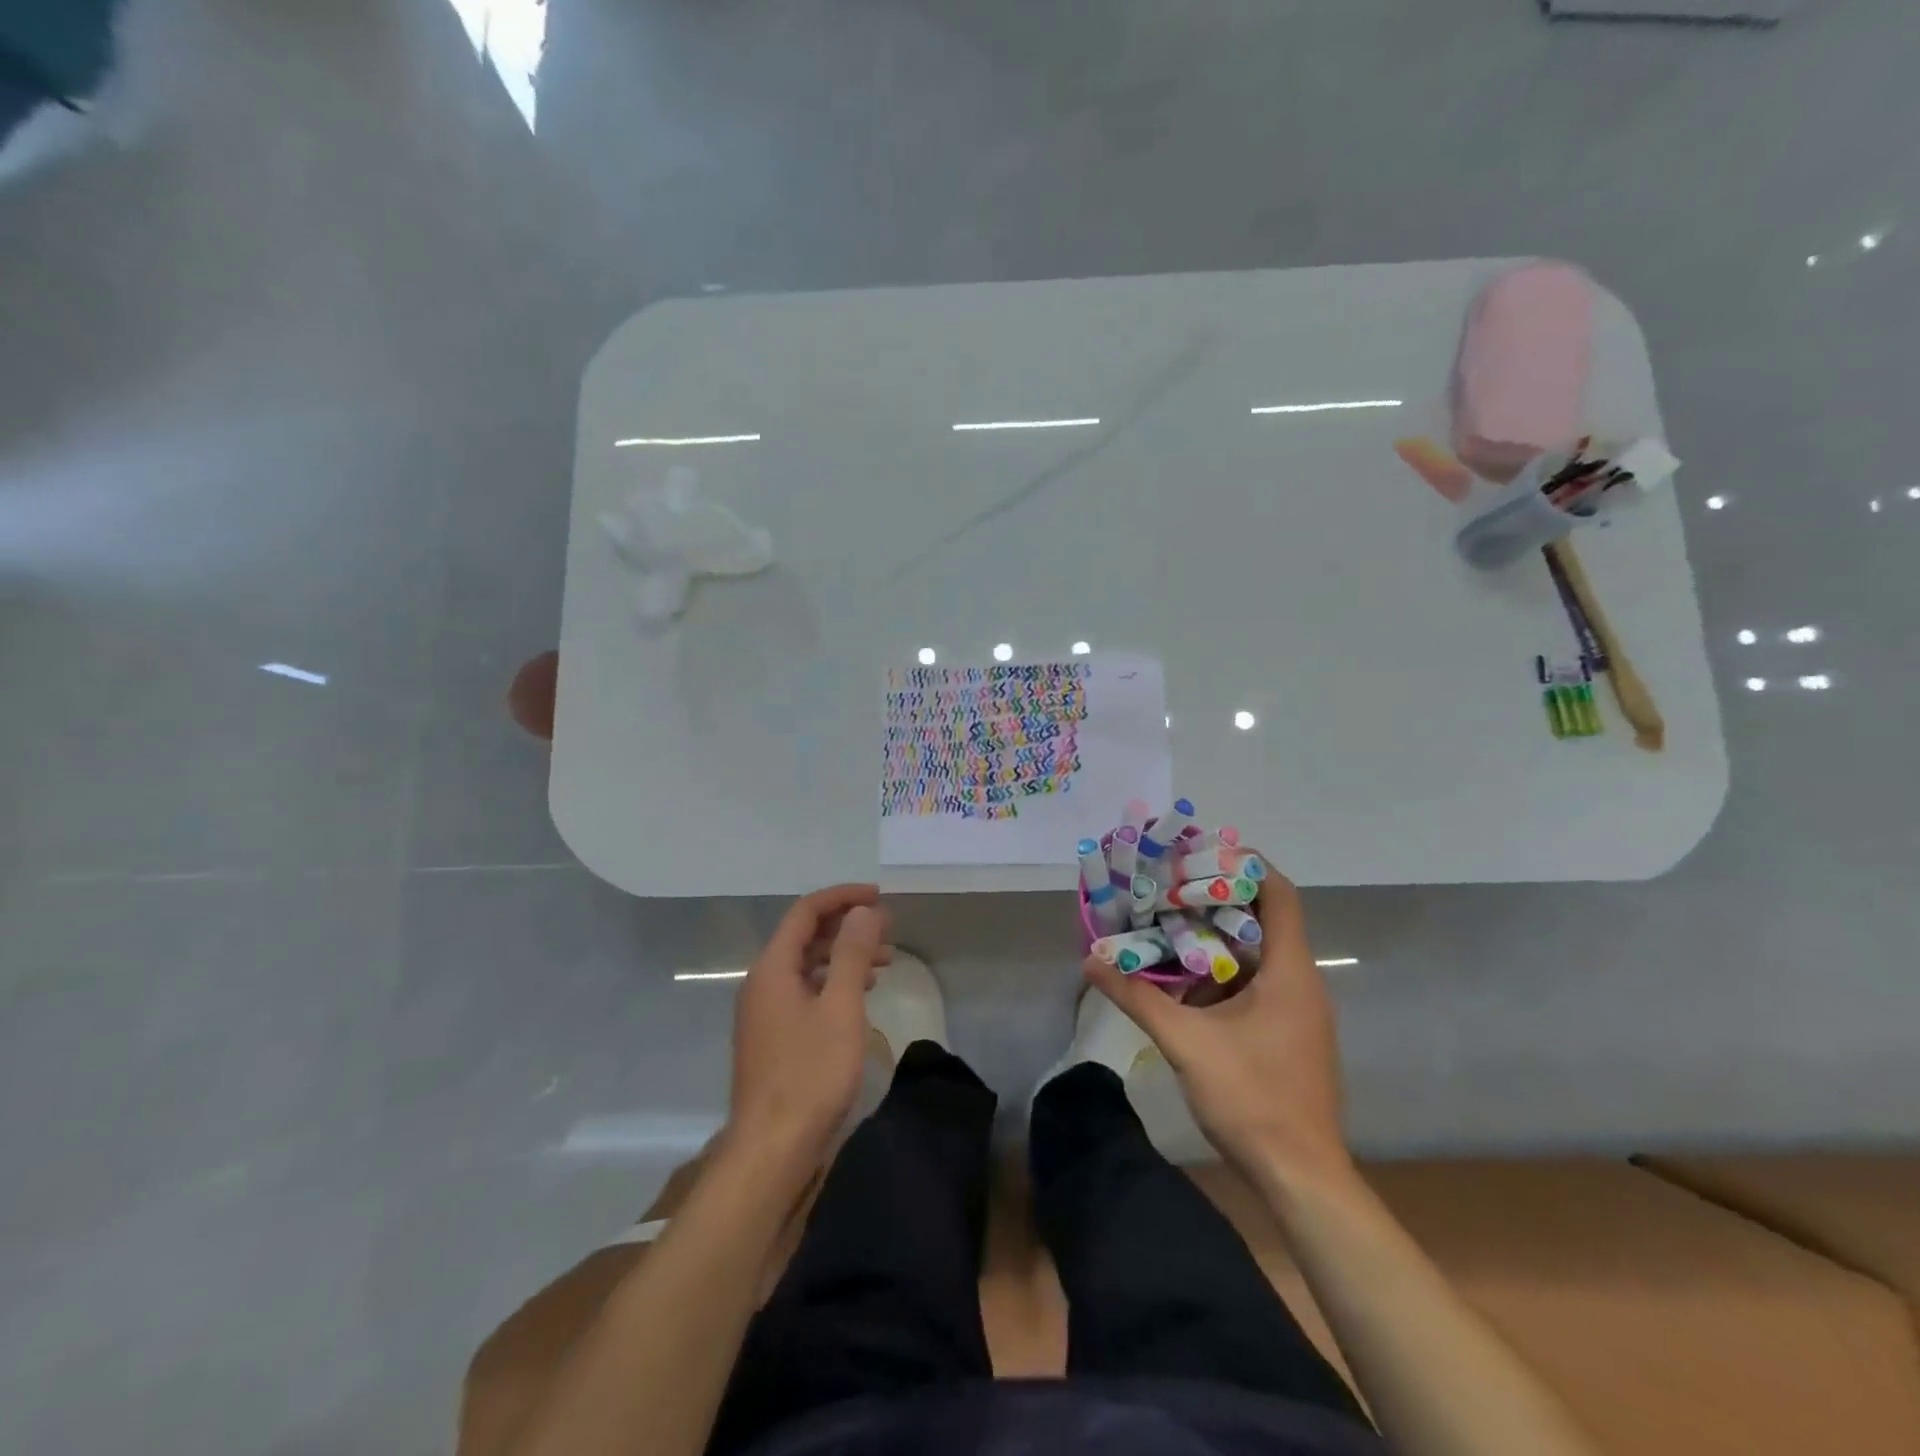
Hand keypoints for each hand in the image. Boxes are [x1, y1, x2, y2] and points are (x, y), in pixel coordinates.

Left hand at [727, 885, 891, 1174]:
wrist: (771, 1150)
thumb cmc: (810, 1074)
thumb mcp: (840, 1008)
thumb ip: (851, 954)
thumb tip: (863, 911)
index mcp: (772, 968)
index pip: (805, 912)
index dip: (842, 897)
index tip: (879, 897)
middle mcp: (762, 983)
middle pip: (804, 936)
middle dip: (846, 926)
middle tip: (888, 929)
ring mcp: (764, 1012)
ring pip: (805, 966)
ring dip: (842, 956)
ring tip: (884, 962)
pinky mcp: (772, 1037)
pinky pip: (803, 992)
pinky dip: (832, 983)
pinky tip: (858, 997)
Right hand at [1084, 865, 1352, 1189]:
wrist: (1301, 1178)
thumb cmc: (1253, 1099)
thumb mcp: (1187, 1043)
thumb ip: (1138, 997)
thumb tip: (1090, 961)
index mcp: (1289, 973)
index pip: (1279, 895)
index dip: (1246, 866)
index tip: (1201, 852)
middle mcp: (1300, 983)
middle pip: (1263, 921)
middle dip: (1215, 901)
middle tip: (1168, 887)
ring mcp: (1297, 1011)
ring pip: (1254, 956)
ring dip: (1212, 940)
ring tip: (1165, 926)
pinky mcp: (1287, 1034)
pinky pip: (1254, 985)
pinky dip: (1219, 974)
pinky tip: (1180, 981)